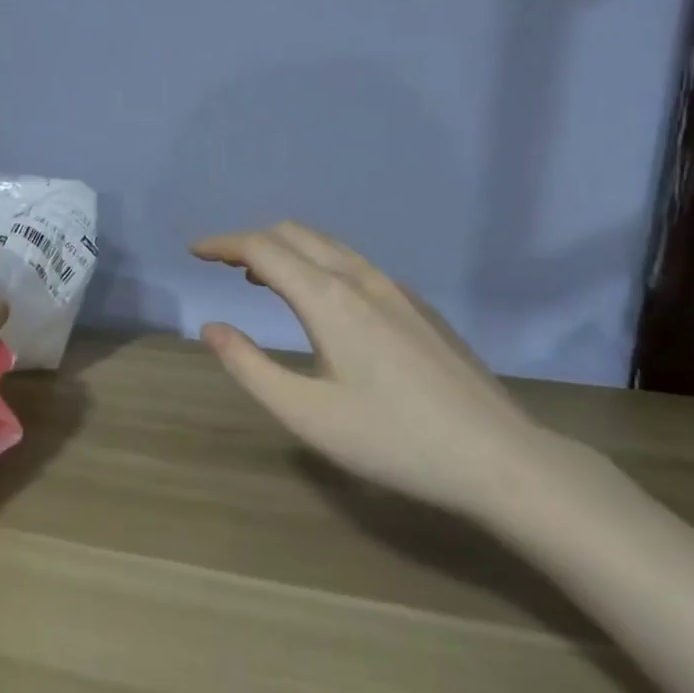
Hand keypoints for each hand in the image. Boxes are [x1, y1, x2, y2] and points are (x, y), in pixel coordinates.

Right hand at [192, 221, 561, 517]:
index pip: (262, 249)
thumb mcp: (305, 414)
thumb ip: (249, 366)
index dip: (223, 244)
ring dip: (286, 250)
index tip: (194, 251)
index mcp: (329, 299)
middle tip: (221, 264)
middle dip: (251, 241)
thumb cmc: (392, 440)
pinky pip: (353, 264)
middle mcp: (361, 279)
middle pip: (295, 234)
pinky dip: (317, 263)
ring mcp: (396, 289)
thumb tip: (211, 327)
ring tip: (259, 278)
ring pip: (328, 246)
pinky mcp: (419, 306)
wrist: (499, 458)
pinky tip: (319, 300)